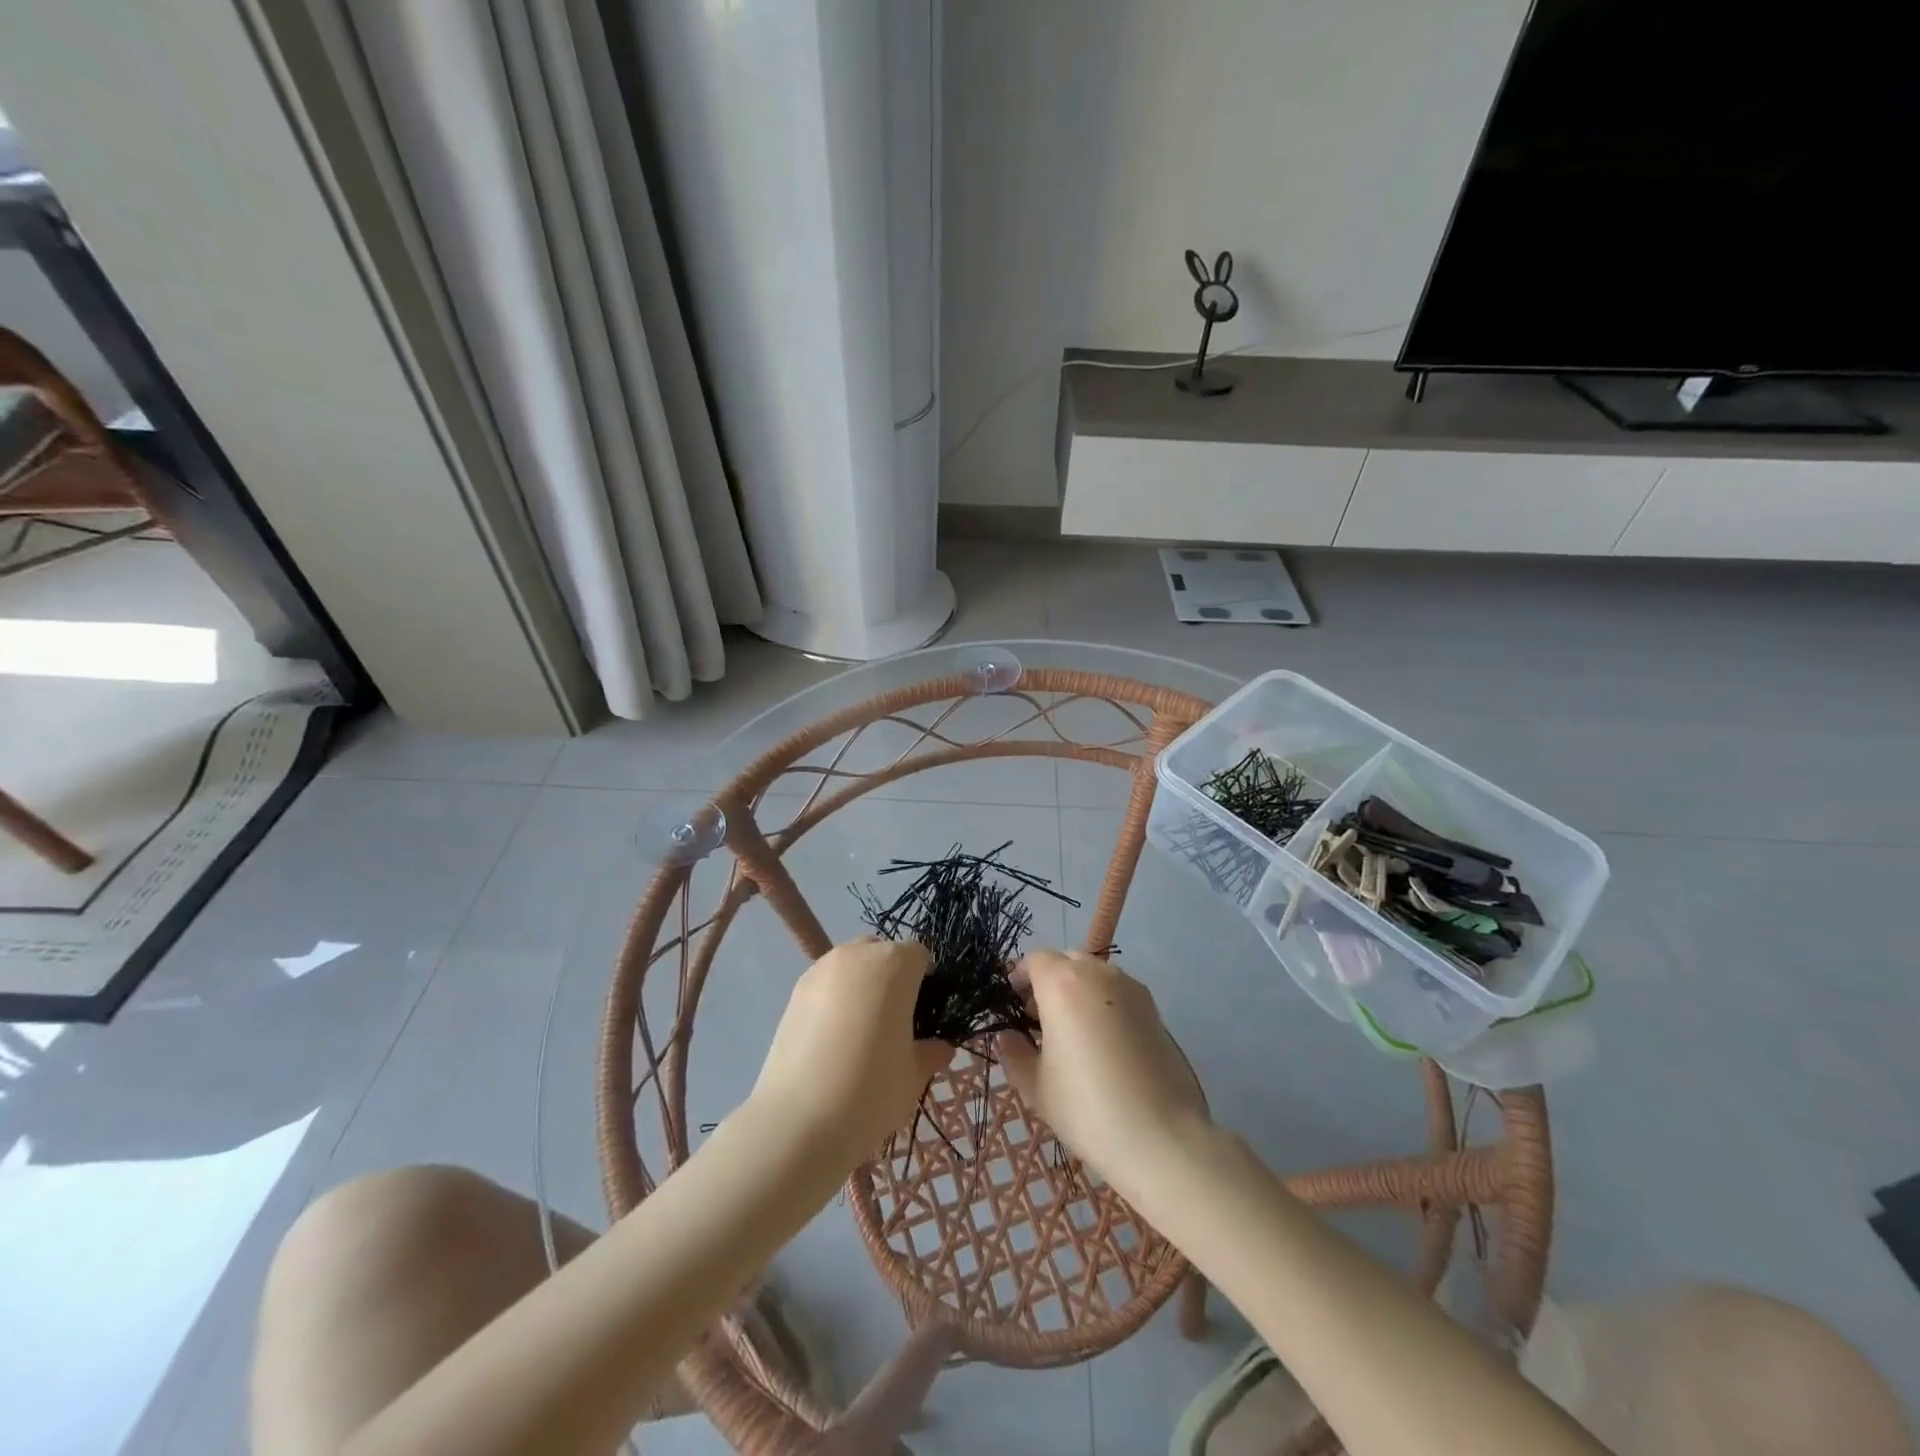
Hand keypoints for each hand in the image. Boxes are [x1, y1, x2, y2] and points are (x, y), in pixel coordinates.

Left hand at [750, 939, 953, 1167]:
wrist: (797, 1121)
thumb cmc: (870, 1090)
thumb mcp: (913, 1076)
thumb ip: (929, 1053)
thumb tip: (940, 1048)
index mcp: (894, 964)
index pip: (918, 955)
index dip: (925, 980)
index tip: (924, 1013)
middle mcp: (856, 956)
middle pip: (882, 952)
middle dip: (892, 976)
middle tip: (895, 1020)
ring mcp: (820, 971)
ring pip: (851, 964)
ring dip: (861, 984)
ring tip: (861, 1030)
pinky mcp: (794, 992)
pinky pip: (826, 984)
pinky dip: (835, 999)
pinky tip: (833, 1039)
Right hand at [996, 950, 1209, 1197]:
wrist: (1161, 1138)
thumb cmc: (1087, 1108)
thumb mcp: (1036, 1086)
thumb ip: (1014, 1052)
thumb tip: (1007, 1036)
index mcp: (1062, 983)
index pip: (1033, 960)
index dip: (1018, 978)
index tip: (1010, 1004)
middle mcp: (1097, 973)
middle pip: (1065, 961)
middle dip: (1048, 981)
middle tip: (1038, 1020)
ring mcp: (1130, 987)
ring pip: (1094, 974)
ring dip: (1077, 990)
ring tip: (1070, 1033)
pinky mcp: (1154, 1008)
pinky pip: (1117, 992)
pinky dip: (1102, 1003)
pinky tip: (1101, 1043)